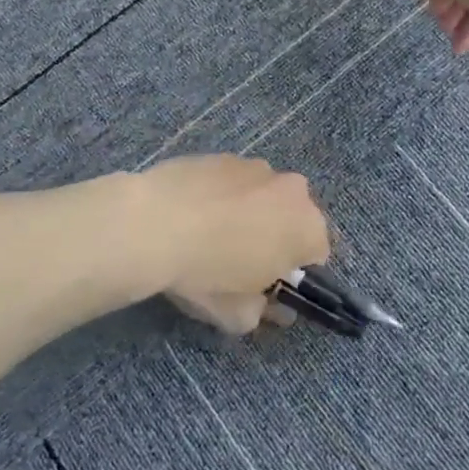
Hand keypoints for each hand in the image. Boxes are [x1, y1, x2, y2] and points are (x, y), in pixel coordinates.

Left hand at [135, 156, 331, 334]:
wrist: (151, 224)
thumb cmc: (206, 273)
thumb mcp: (236, 314)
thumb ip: (262, 312)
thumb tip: (266, 306)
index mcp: (308, 228)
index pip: (317, 254)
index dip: (291, 272)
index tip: (265, 284)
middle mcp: (292, 189)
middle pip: (292, 218)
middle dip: (275, 236)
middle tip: (240, 260)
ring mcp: (256, 166)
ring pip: (263, 195)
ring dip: (249, 212)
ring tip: (210, 233)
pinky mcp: (222, 154)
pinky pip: (232, 181)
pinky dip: (222, 195)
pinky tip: (192, 213)